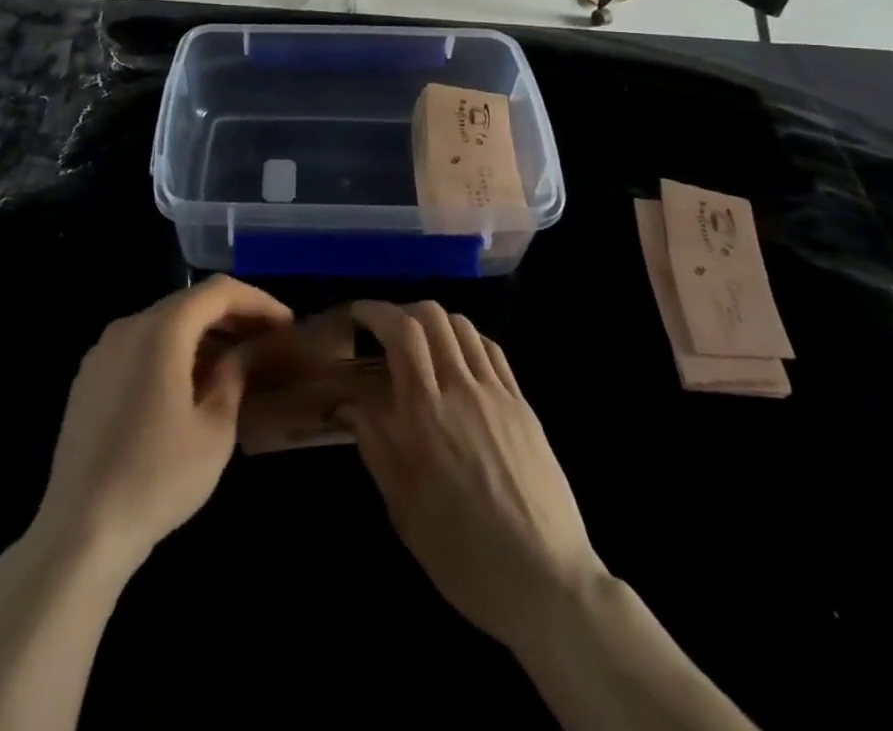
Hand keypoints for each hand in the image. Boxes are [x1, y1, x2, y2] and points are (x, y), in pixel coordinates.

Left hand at [33, 275, 291, 575]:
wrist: (79, 531)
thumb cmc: (157, 478)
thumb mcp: (214, 430)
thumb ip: (234, 376)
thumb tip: (244, 352)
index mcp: (160, 330)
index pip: (217, 292)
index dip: (257, 301)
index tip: (286, 324)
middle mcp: (128, 327)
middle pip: (188, 303)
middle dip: (231, 316)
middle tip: (266, 339)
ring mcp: (102, 352)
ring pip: (163, 324)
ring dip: (202, 334)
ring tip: (235, 362)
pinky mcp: (88, 379)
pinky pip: (140, 346)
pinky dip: (172, 351)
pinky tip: (190, 384)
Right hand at [341, 300, 605, 651]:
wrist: (546, 582)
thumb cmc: (462, 553)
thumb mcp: (403, 507)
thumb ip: (374, 444)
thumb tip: (346, 403)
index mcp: (426, 413)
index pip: (401, 332)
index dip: (376, 311)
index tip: (358, 314)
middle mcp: (461, 389)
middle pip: (433, 316)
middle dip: (403, 310)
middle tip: (386, 330)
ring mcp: (497, 394)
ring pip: (464, 327)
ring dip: (435, 322)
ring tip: (421, 343)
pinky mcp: (523, 406)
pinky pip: (492, 352)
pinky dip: (468, 340)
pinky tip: (459, 359)